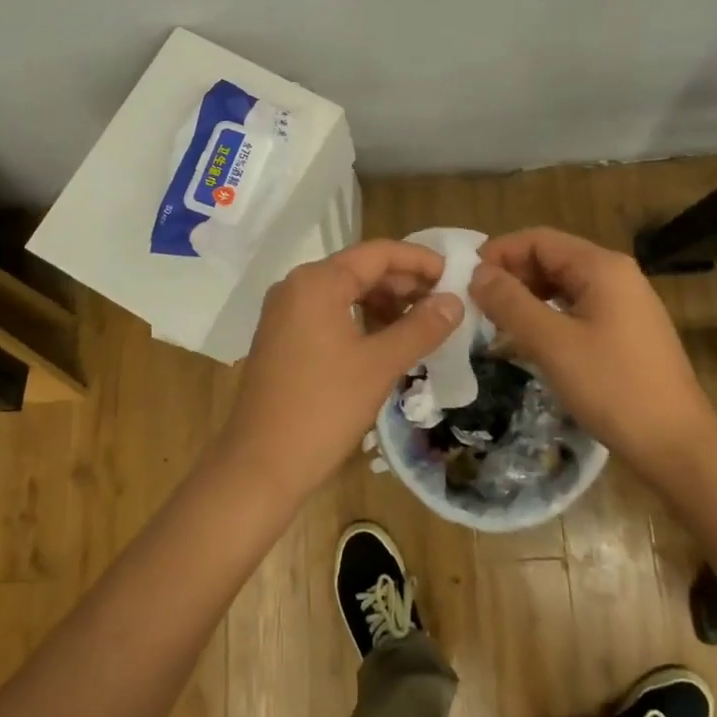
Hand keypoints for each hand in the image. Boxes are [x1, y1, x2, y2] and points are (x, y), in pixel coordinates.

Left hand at [218, 239, 464, 502]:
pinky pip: (327, 313)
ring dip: (382, 302)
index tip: (453, 275)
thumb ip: (421, 327)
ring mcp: (284, 312)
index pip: (378, 253)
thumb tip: (455, 300)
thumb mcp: (380, 364)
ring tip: (419, 324)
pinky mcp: (281, 337)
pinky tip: (384, 341)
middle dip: (403, 283)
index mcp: (318, 281)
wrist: (261, 464)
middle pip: (359, 269)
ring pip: (344, 292)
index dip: (419, 260)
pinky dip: (359, 319)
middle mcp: (296, 286)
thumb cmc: (324, 408)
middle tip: (443, 303)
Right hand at [469, 227, 716, 472]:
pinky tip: (528, 340)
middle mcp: (616, 275)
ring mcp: (625, 303)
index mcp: (601, 267)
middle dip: (511, 276)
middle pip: (551, 259)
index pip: (538, 239)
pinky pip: (577, 309)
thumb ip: (510, 303)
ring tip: (495, 322)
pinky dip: (548, 316)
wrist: (676, 444)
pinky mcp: (626, 331)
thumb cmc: (612, 387)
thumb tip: (477, 274)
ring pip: (563, 286)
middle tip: (476, 305)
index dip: (499, 253)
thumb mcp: (552, 343)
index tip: (466, 279)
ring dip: (527, 297)